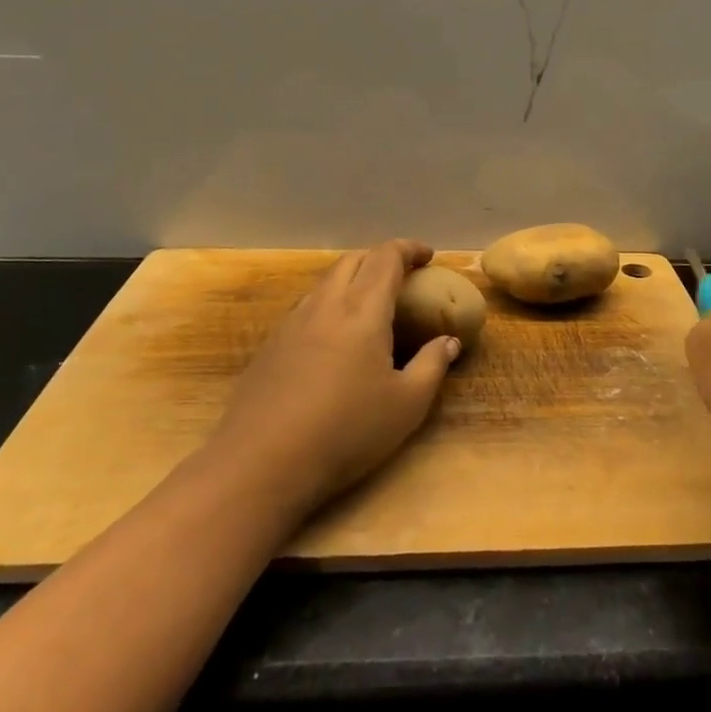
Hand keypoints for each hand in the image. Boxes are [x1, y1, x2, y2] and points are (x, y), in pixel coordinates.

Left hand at [202, 239, 461, 519]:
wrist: (262, 463)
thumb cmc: (346, 431)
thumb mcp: (407, 405)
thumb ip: (432, 366)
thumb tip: (449, 342)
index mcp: (362, 310)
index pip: (386, 258)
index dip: (409, 249)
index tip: (428, 256)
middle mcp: (325, 305)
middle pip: (353, 260)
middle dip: (380, 258)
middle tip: (402, 277)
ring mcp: (292, 323)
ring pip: (325, 282)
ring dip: (352, 280)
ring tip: (369, 305)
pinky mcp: (270, 345)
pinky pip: (306, 307)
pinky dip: (329, 304)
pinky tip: (333, 338)